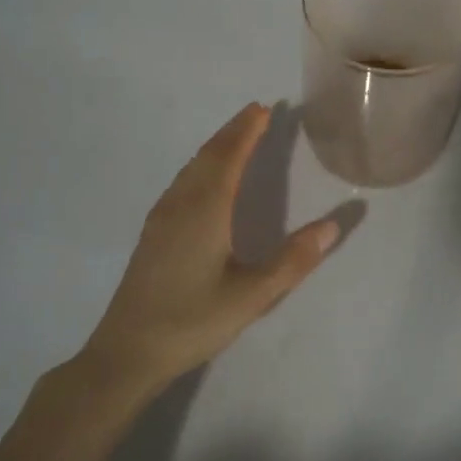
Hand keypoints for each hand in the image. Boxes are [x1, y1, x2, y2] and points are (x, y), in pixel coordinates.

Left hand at [80, 103, 340, 396]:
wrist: (127, 351)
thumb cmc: (193, 321)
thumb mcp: (252, 296)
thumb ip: (293, 260)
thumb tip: (333, 225)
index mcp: (206, 209)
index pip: (230, 156)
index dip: (247, 131)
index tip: (264, 108)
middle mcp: (182, 203)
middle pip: (209, 154)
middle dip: (233, 131)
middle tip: (255, 112)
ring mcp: (162, 216)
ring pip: (191, 167)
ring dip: (215, 145)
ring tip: (235, 136)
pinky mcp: (152, 232)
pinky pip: (181, 181)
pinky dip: (200, 164)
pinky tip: (202, 178)